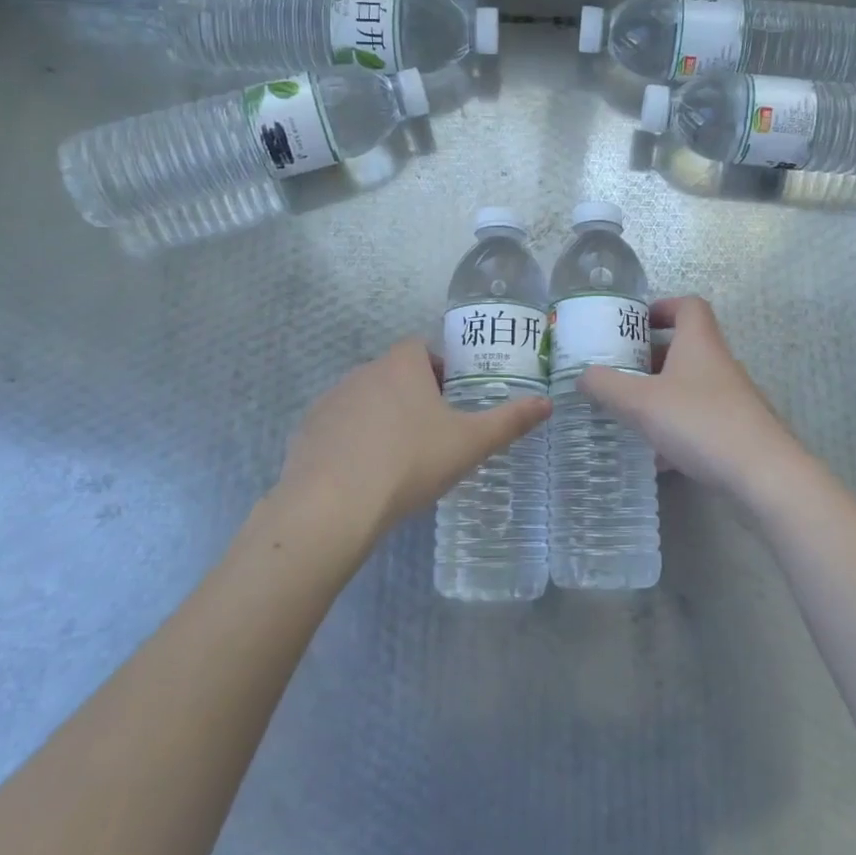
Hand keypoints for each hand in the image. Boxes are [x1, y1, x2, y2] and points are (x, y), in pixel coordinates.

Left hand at [278, 339, 550, 534]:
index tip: (451, 400)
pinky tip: (363, 475)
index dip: (439, 369)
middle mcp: (363, 372)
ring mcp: (330, 401)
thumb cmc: (410, 463)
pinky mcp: (307, 431)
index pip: (421, 348)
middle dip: (412, 396)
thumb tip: (548, 403)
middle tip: (432, 434)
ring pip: (364, 400)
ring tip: (398, 458)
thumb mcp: (470, 443)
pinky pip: (337, 427)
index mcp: (402, 366)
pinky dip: (352, 441)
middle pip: (393, 374)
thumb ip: (510, 421)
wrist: (332, 506)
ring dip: (381, 418)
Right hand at [578, 296, 810, 500]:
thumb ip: (607, 386)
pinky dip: (676, 430)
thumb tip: (582, 376)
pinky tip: (657, 457)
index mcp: (699, 343)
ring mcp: (732, 398)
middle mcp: (719, 364)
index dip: (662, 307)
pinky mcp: (737, 430)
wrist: (763, 474)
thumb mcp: (641, 403)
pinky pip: (699, 420)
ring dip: (661, 395)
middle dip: (650, 358)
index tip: (635, 323)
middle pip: (685, 348)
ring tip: (630, 414)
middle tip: (619, 372)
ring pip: (690, 386)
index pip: (688, 306)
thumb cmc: (700, 422)